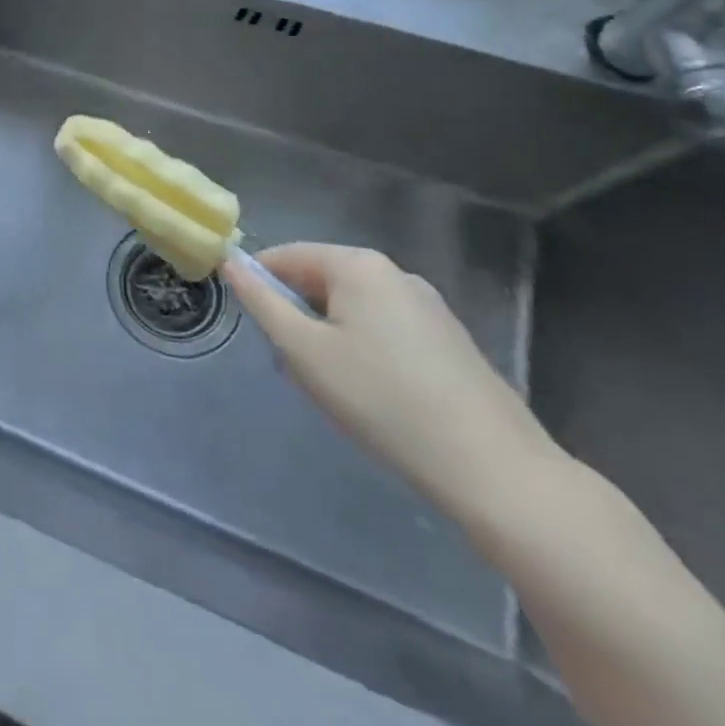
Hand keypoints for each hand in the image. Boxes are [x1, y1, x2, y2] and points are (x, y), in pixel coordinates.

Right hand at [223, 241, 562, 522]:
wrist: (494, 469)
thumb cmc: (381, 400)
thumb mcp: (303, 351)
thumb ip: (261, 302)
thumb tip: (230, 263)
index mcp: (357, 264)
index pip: (285, 256)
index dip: (259, 284)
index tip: (254, 327)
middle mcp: (394, 273)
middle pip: (321, 280)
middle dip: (298, 315)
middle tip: (293, 365)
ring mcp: (428, 306)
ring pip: (353, 308)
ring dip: (329, 336)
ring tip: (333, 387)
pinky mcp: (450, 340)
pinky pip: (386, 329)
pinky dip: (364, 350)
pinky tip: (374, 395)